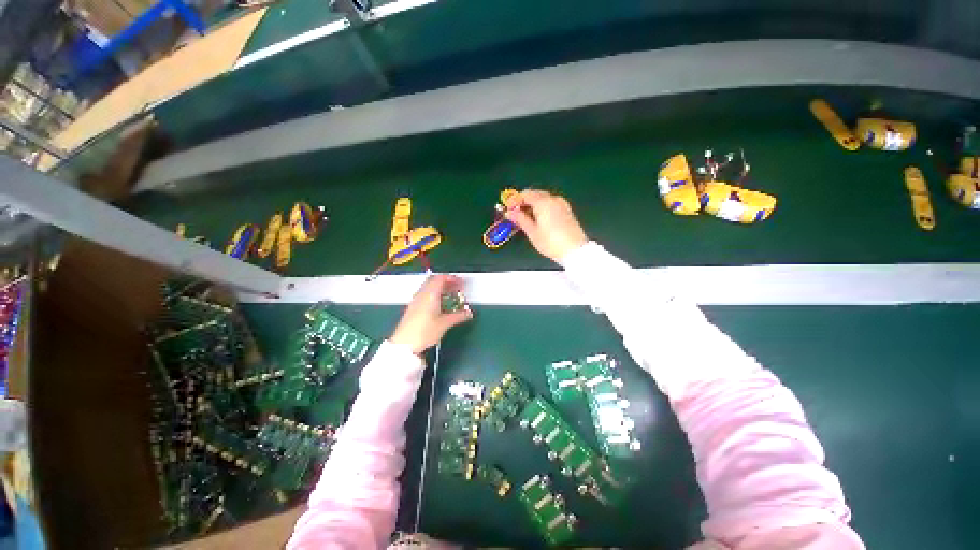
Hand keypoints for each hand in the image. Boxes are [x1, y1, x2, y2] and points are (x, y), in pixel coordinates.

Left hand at [390, 274, 472, 353]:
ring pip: (428, 287)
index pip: (441, 278)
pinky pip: (424, 294)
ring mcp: (416, 300)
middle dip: (446, 282)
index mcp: (430, 294)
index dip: (452, 278)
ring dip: (439, 288)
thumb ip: (458, 316)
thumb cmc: (424, 332)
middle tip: (456, 287)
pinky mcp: (412, 307)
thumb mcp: (445, 324)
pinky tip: (439, 304)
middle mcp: (422, 294)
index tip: (461, 283)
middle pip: (434, 280)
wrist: (404, 344)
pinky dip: (433, 294)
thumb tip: (468, 313)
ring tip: (449, 295)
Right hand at [504, 189, 588, 262]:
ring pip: (543, 199)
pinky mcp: (566, 210)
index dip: (515, 200)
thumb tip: (509, 212)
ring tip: (525, 219)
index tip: (508, 210)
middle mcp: (553, 199)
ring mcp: (562, 204)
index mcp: (543, 202)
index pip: (525, 194)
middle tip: (515, 215)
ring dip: (532, 205)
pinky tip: (538, 219)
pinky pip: (550, 204)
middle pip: (535, 194)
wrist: (574, 250)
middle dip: (523, 202)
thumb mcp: (532, 232)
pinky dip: (542, 208)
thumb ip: (520, 219)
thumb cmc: (550, 242)